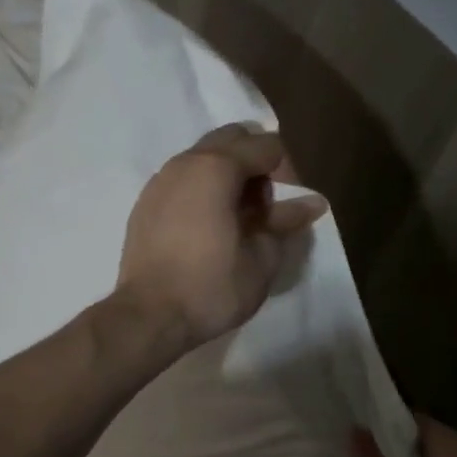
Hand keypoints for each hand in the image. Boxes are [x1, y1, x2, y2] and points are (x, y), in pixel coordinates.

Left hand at [115, 124, 327, 349]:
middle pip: (231, 140)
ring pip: (203, 158)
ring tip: (236, 220)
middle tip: (263, 208)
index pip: (265, 146)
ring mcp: (159, 181)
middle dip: (255, 164)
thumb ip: (285, 222)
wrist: (148, 316)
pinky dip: (201, 190)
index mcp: (216, 167)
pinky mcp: (144, 203)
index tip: (286, 207)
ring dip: (227, 176)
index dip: (286, 171)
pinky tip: (207, 227)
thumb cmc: (211, 287)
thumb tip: (313, 203)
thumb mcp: (261, 259)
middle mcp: (185, 163)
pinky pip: (182, 180)